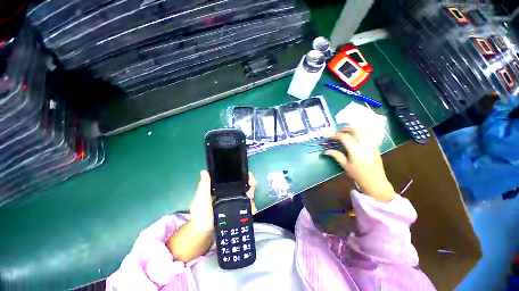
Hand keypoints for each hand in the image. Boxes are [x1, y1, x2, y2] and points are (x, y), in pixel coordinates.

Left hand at [167, 171, 256, 261]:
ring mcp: (234, 201)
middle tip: (250, 191)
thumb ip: (203, 186)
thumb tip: (204, 171)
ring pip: (247, 193)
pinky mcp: (238, 210)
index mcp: (221, 186)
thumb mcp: (201, 199)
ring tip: (250, 198)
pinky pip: (247, 205)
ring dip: (251, 194)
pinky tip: (251, 207)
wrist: (205, 234)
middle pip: (243, 183)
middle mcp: (229, 192)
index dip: (242, 174)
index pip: (233, 176)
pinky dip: (251, 204)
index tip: (248, 178)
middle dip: (250, 184)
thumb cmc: (201, 215)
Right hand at [325, 127, 395, 201]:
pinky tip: (355, 137)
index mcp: (355, 149)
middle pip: (354, 129)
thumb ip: (336, 155)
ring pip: (363, 130)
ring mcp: (371, 143)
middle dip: (345, 129)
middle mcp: (364, 143)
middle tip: (338, 133)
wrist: (375, 181)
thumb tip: (326, 151)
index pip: (344, 137)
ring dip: (353, 129)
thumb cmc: (358, 174)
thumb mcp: (345, 165)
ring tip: (346, 133)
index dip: (335, 135)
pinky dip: (360, 132)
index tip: (328, 137)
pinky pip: (368, 134)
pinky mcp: (375, 145)